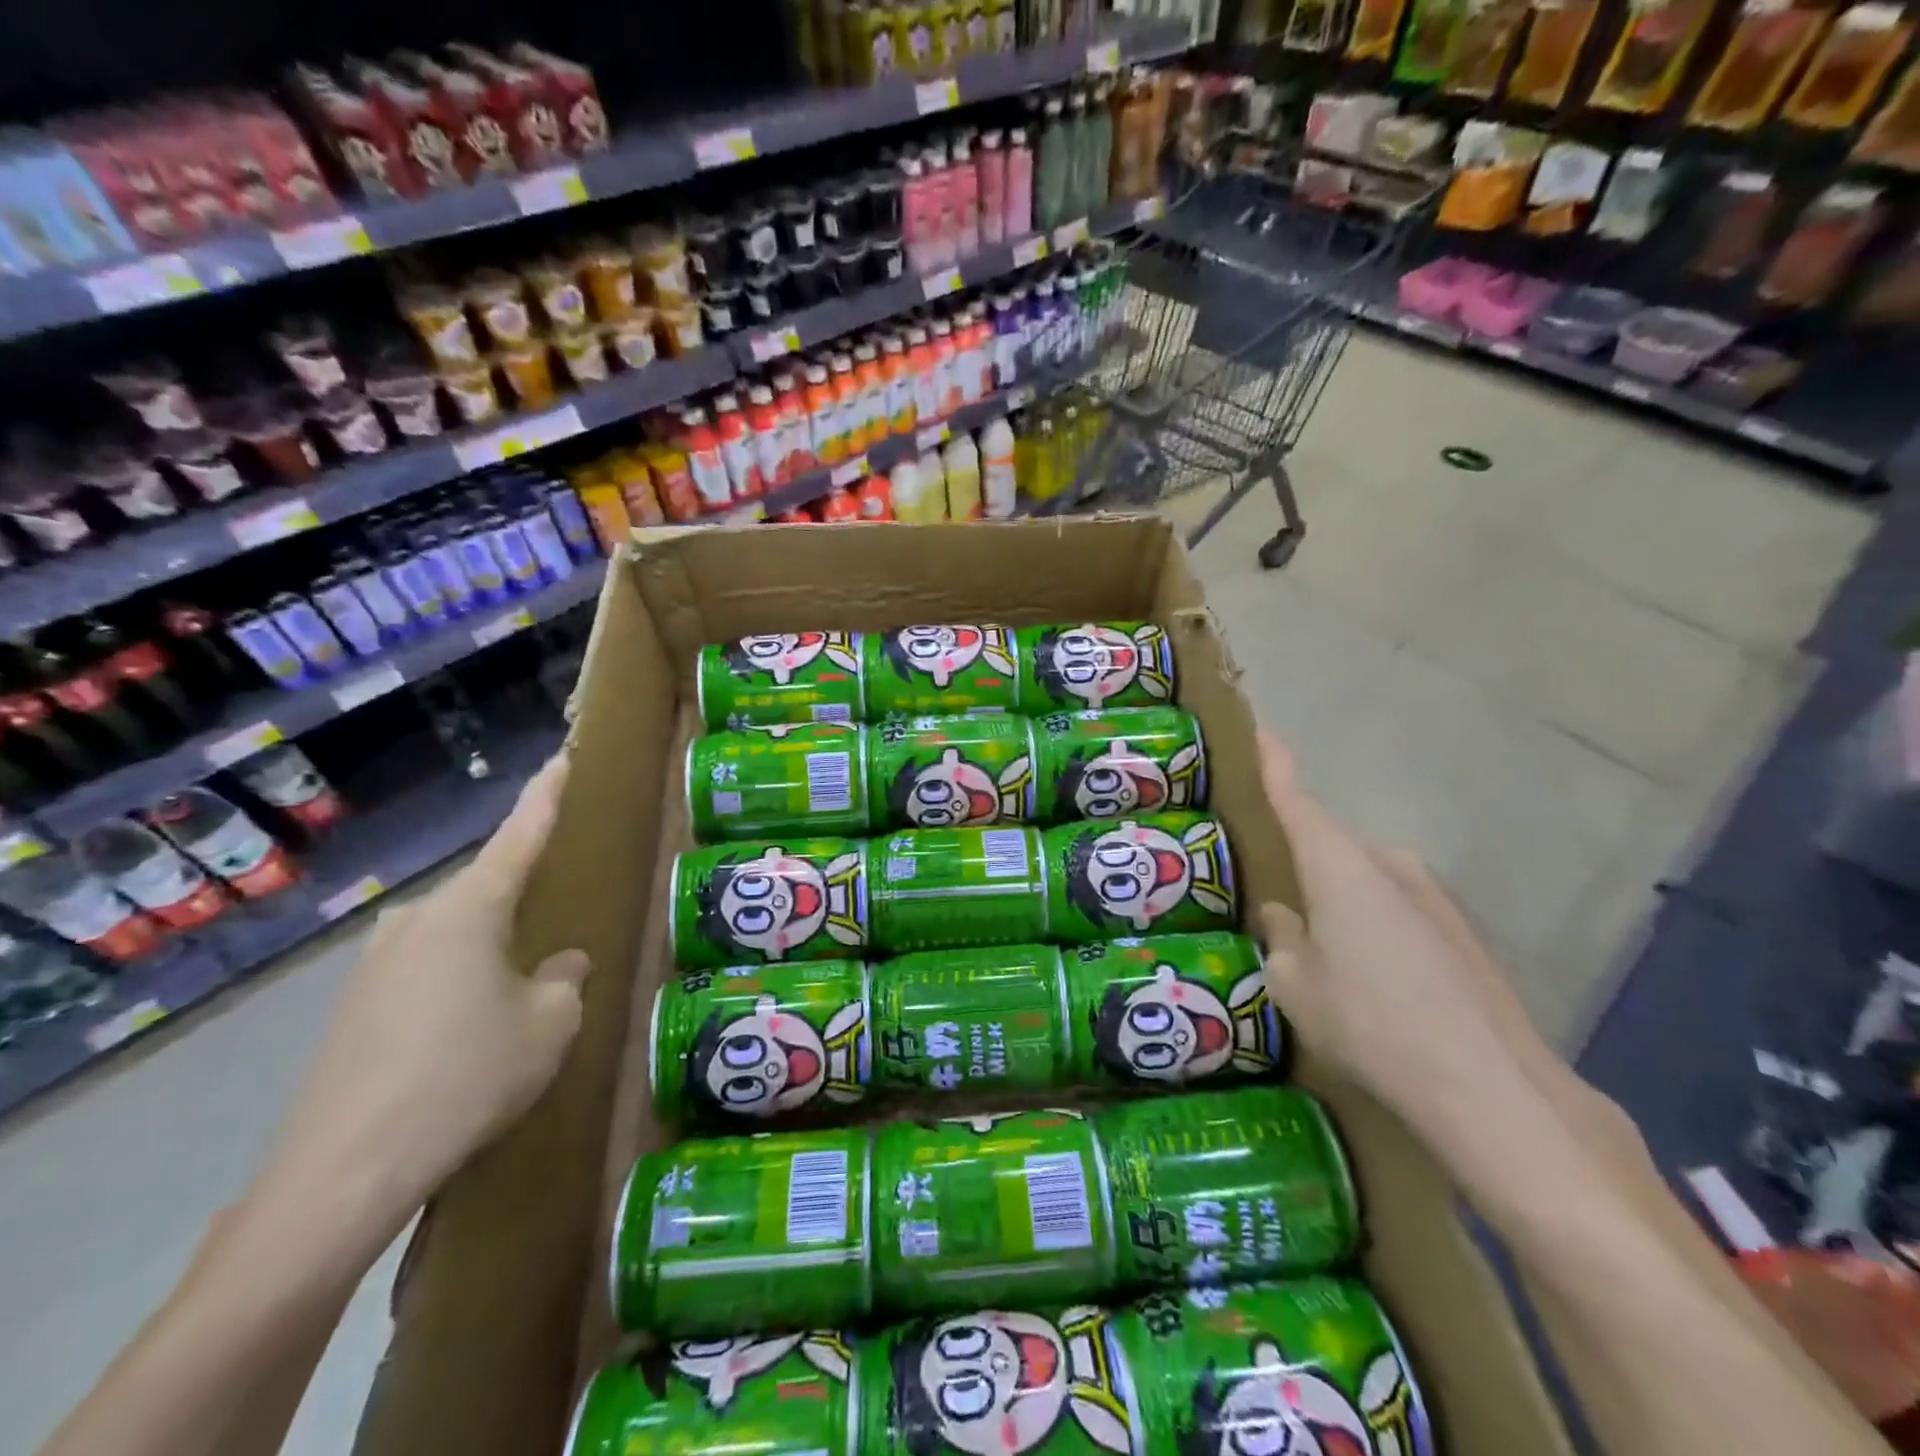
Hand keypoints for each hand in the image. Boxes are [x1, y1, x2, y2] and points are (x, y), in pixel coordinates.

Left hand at [250, 755, 589, 1247]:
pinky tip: (472, 1030)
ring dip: (491, 950)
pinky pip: (427, 970)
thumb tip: (560, 962)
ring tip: (519, 992)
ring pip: (456, 935)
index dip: (546, 794)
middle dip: (524, 900)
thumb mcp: (550, 1024)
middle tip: (560, 920)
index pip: (520, 834)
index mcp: (469, 909)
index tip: (564, 757)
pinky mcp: (354, 1007)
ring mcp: (376, 963)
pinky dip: (459, 982)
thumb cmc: (468, 1077)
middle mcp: (417, 920)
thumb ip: (565, 979)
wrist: (343, 1174)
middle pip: (486, 890)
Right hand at [1254, 728, 1537, 1145]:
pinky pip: (1399, 910)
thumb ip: (1283, 940)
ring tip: (1327, 956)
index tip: (1259, 730)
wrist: (1493, 1087)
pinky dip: (1376, 928)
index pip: (1295, 798)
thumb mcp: (1296, 986)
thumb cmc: (1370, 1023)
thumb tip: (1285, 916)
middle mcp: (1387, 863)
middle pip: (1330, 848)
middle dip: (1303, 866)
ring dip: (1341, 903)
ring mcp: (1433, 895)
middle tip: (1277, 902)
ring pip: (1366, 883)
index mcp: (1337, 864)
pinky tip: (1376, 982)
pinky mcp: (1463, 931)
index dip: (1274, 763)